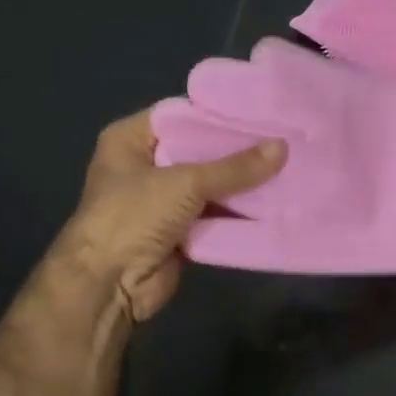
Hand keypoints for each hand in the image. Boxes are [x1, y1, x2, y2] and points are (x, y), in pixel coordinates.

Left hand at [60, 108, 286, 322]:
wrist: (108, 284)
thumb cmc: (133, 216)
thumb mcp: (186, 183)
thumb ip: (235, 167)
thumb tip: (283, 147)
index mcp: (130, 139)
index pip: (182, 114)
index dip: (219, 113)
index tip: (260, 110)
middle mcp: (145, 164)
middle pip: (199, 149)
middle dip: (237, 149)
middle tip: (282, 136)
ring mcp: (161, 199)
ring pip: (210, 183)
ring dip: (242, 182)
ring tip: (287, 164)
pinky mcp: (178, 229)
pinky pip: (215, 212)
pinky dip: (238, 209)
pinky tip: (274, 198)